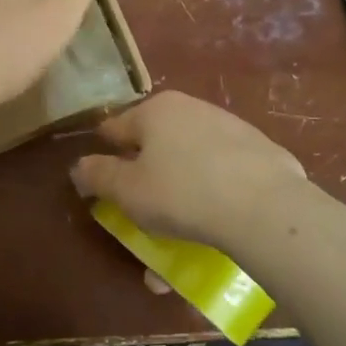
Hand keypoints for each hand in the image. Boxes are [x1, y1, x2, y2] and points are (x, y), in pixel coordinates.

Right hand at [72, 91, 307, 254]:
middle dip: (145, 182)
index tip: (102, 185)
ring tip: (178, 237)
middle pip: (155, 145)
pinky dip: (212, 197)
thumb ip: (98, 176)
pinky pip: (223, 175)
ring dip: (178, 196)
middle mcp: (191, 108)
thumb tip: (80, 166)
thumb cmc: (182, 192)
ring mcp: (230, 127)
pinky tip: (214, 228)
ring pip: (190, 163)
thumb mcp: (127, 191)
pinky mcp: (261, 152)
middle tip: (142, 216)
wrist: (266, 207)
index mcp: (155, 110)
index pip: (115, 129)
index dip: (104, 157)